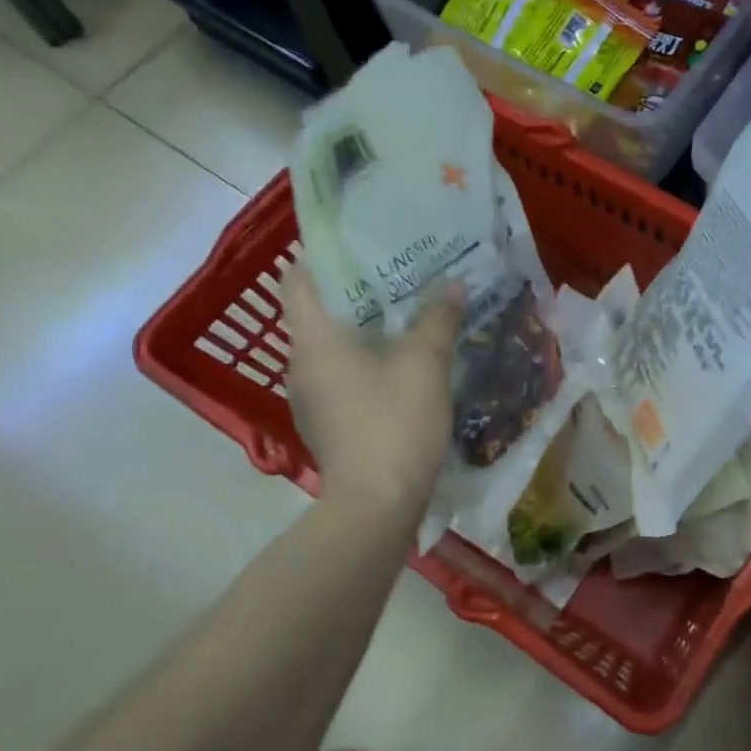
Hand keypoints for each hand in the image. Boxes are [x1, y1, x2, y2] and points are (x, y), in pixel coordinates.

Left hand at [281, 266, 463, 513]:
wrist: (377, 504)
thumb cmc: (394, 422)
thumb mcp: (425, 364)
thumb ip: (438, 319)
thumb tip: (452, 285)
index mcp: (314, 339)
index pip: (298, 278)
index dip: (323, 256)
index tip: (361, 245)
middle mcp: (302, 363)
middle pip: (319, 311)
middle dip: (358, 291)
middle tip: (402, 274)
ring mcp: (312, 397)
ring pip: (333, 346)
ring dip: (365, 328)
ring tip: (408, 315)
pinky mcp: (328, 422)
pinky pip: (343, 375)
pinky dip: (366, 361)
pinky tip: (403, 365)